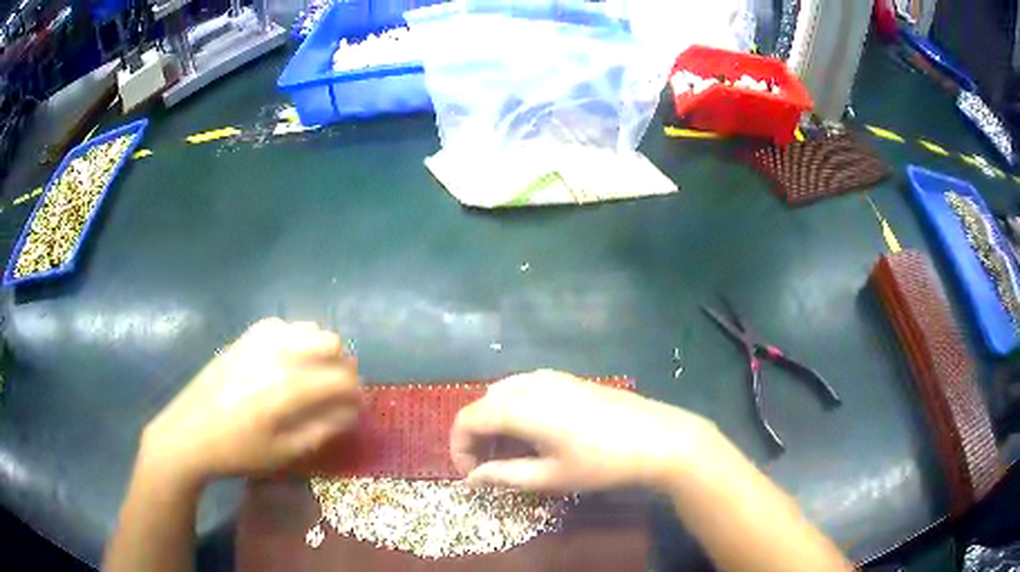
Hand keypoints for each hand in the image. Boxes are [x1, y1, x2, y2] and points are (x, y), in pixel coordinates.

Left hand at [140, 318, 360, 485]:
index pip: (342, 379)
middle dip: (343, 368)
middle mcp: (277, 353)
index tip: (358, 410)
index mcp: (288, 387)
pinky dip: (297, 340)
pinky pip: (283, 326)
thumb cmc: (237, 451)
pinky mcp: (244, 337)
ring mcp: (258, 340)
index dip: (358, 395)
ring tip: (315, 377)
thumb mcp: (284, 452)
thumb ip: (323, 429)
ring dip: (322, 351)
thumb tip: (351, 412)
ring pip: (309, 328)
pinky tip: (289, 361)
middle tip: (337, 394)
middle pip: (331, 343)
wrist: (188, 434)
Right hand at [450, 370, 716, 491]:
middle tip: (489, 467)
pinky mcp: (568, 379)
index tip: (471, 475)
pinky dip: (515, 410)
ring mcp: (551, 377)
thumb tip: (472, 478)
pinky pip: (525, 389)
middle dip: (477, 435)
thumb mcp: (550, 476)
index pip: (467, 419)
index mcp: (520, 407)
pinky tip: (533, 434)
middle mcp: (529, 383)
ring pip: (503, 394)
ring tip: (510, 453)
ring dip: (495, 422)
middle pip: (483, 404)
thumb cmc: (601, 463)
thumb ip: (504, 475)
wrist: (658, 438)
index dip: (459, 448)